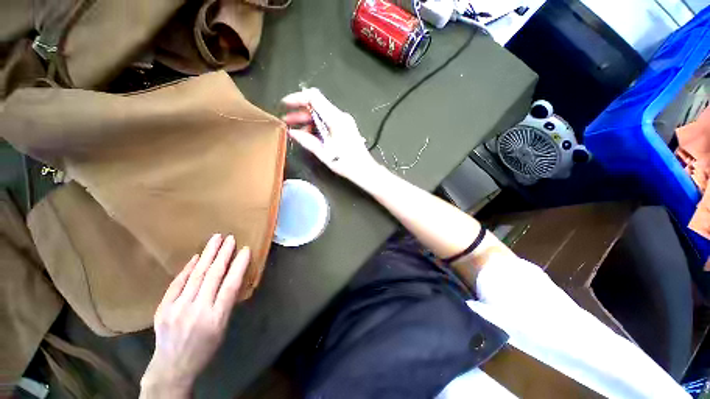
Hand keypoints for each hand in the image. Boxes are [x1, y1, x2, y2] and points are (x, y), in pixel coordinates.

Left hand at [140, 234, 249, 397]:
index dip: (239, 265)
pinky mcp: (163, 308)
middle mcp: (197, 310)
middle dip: (223, 254)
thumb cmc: (204, 348)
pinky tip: (195, 257)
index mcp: (216, 318)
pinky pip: (177, 284)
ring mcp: (177, 309)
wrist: (172, 366)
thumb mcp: (223, 328)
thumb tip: (231, 278)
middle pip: (213, 276)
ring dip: (207, 255)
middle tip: (230, 238)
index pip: (231, 285)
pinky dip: (187, 269)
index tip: (245, 250)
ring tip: (215, 240)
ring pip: (196, 275)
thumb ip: (226, 303)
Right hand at [281, 88, 378, 180]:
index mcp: (335, 119)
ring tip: (295, 129)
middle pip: (317, 106)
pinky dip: (317, 126)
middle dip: (300, 112)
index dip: (298, 98)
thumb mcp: (324, 153)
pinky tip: (309, 135)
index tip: (285, 104)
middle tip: (287, 120)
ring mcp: (344, 122)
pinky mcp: (345, 127)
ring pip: (321, 114)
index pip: (314, 98)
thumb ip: (307, 141)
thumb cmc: (346, 163)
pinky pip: (328, 121)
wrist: (364, 169)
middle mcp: (340, 116)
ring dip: (307, 120)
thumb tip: (292, 132)